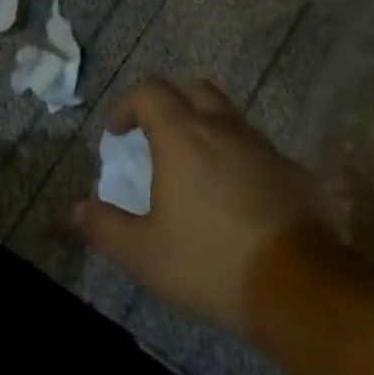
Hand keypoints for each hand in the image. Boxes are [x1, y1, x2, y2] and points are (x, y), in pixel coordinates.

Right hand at [74, 78, 324, 335]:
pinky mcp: (291, 169)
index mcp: (183, 137)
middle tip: (153, 136)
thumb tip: (78, 208)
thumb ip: (104, 226)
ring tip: (191, 167)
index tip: (116, 135)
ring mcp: (262, 146)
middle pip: (193, 89)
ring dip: (203, 126)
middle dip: (167, 103)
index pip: (150, 92)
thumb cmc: (208, 262)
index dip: (126, 106)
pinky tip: (231, 194)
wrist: (296, 284)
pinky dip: (234, 154)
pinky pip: (254, 146)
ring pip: (228, 115)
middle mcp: (224, 129)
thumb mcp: (142, 253)